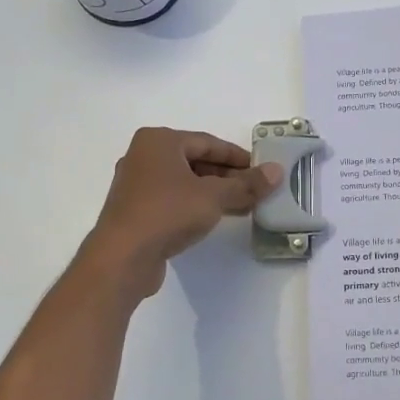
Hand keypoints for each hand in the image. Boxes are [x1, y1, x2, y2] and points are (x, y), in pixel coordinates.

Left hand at [81, 127, 281, 298]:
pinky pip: (173, 200)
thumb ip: (246, 184)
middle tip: (255, 191)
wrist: (122, 257)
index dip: (238, 157)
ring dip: (214, 193)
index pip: (208, 143)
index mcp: (159, 141)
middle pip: (196, 161)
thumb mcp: (214, 196)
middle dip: (228, 176)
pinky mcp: (135, 211)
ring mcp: (137, 185)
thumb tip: (276, 171)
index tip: (261, 170)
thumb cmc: (168, 213)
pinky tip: (215, 218)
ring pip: (185, 182)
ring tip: (243, 207)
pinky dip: (195, 205)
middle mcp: (144, 156)